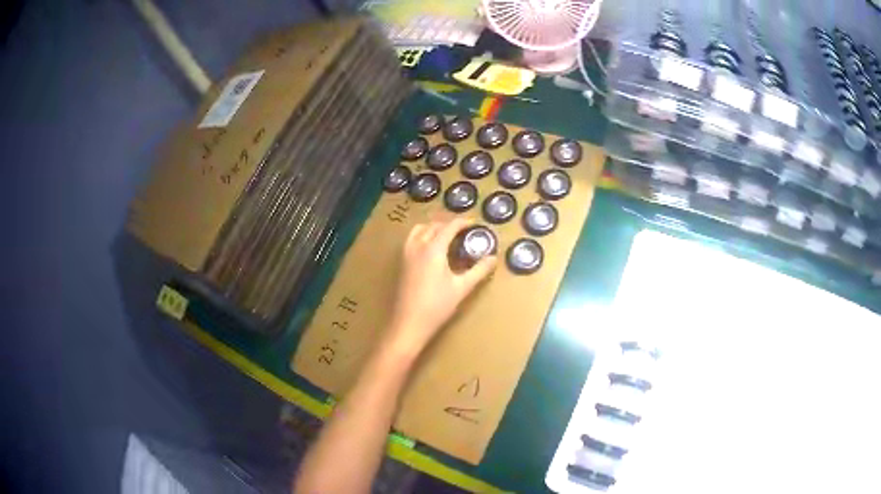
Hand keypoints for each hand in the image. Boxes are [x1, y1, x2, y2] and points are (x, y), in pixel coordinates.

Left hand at [385, 217, 496, 356]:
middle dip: (449, 224)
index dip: (463, 222)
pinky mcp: (401, 264)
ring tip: (447, 237)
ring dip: (433, 228)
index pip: (449, 227)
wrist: (409, 323)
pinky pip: (412, 240)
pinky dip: (423, 236)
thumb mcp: (462, 288)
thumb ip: (479, 271)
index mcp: (433, 249)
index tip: (475, 224)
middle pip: (433, 226)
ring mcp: (406, 254)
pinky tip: (431, 250)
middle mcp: (418, 246)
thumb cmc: (437, 306)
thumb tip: (493, 258)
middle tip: (464, 232)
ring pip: (419, 230)